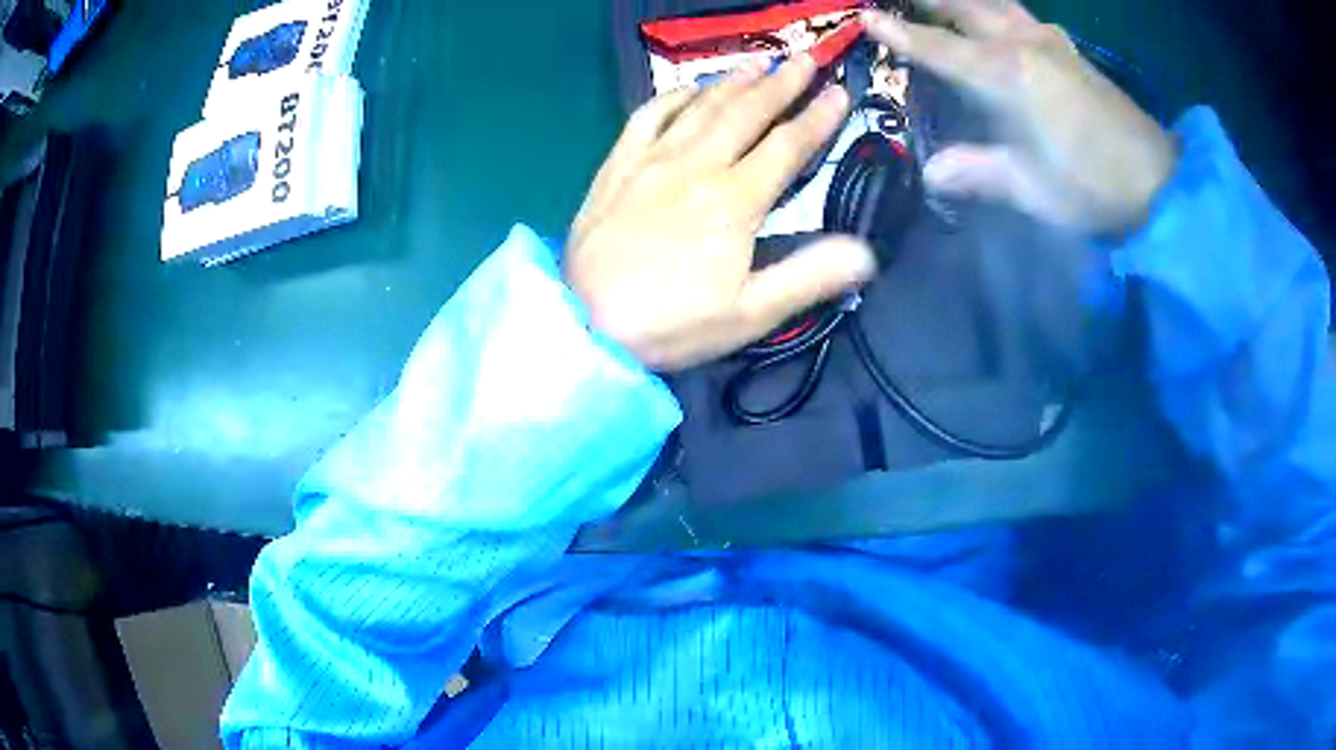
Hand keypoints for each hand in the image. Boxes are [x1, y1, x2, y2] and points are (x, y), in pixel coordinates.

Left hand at [565, 56, 876, 371]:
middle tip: (806, 59)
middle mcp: (695, 165)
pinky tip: (689, 88)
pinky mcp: (616, 166)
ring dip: (734, 80)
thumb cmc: (670, 324)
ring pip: (700, 106)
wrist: (583, 325)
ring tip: (760, 62)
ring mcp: (651, 160)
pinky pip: (647, 116)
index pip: (788, 146)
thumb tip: (866, 252)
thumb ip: (808, 277)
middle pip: (746, 113)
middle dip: (781, 83)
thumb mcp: (748, 313)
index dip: (818, 118)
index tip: (840, 91)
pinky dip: (674, 96)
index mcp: (734, 200)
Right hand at [862, 1, 1176, 232]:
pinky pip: (1023, 14)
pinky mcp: (1070, 50)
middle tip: (900, 0)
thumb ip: (978, 172)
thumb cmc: (1092, 187)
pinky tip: (998, 17)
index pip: (939, 47)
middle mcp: (1023, 44)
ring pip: (995, 2)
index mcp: (1006, 74)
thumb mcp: (1031, 189)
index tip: (864, 17)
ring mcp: (1050, 41)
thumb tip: (931, 172)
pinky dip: (999, 8)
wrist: (1158, 182)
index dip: (900, 34)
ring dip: (965, 0)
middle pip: (965, 5)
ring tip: (942, 4)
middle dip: (929, 0)